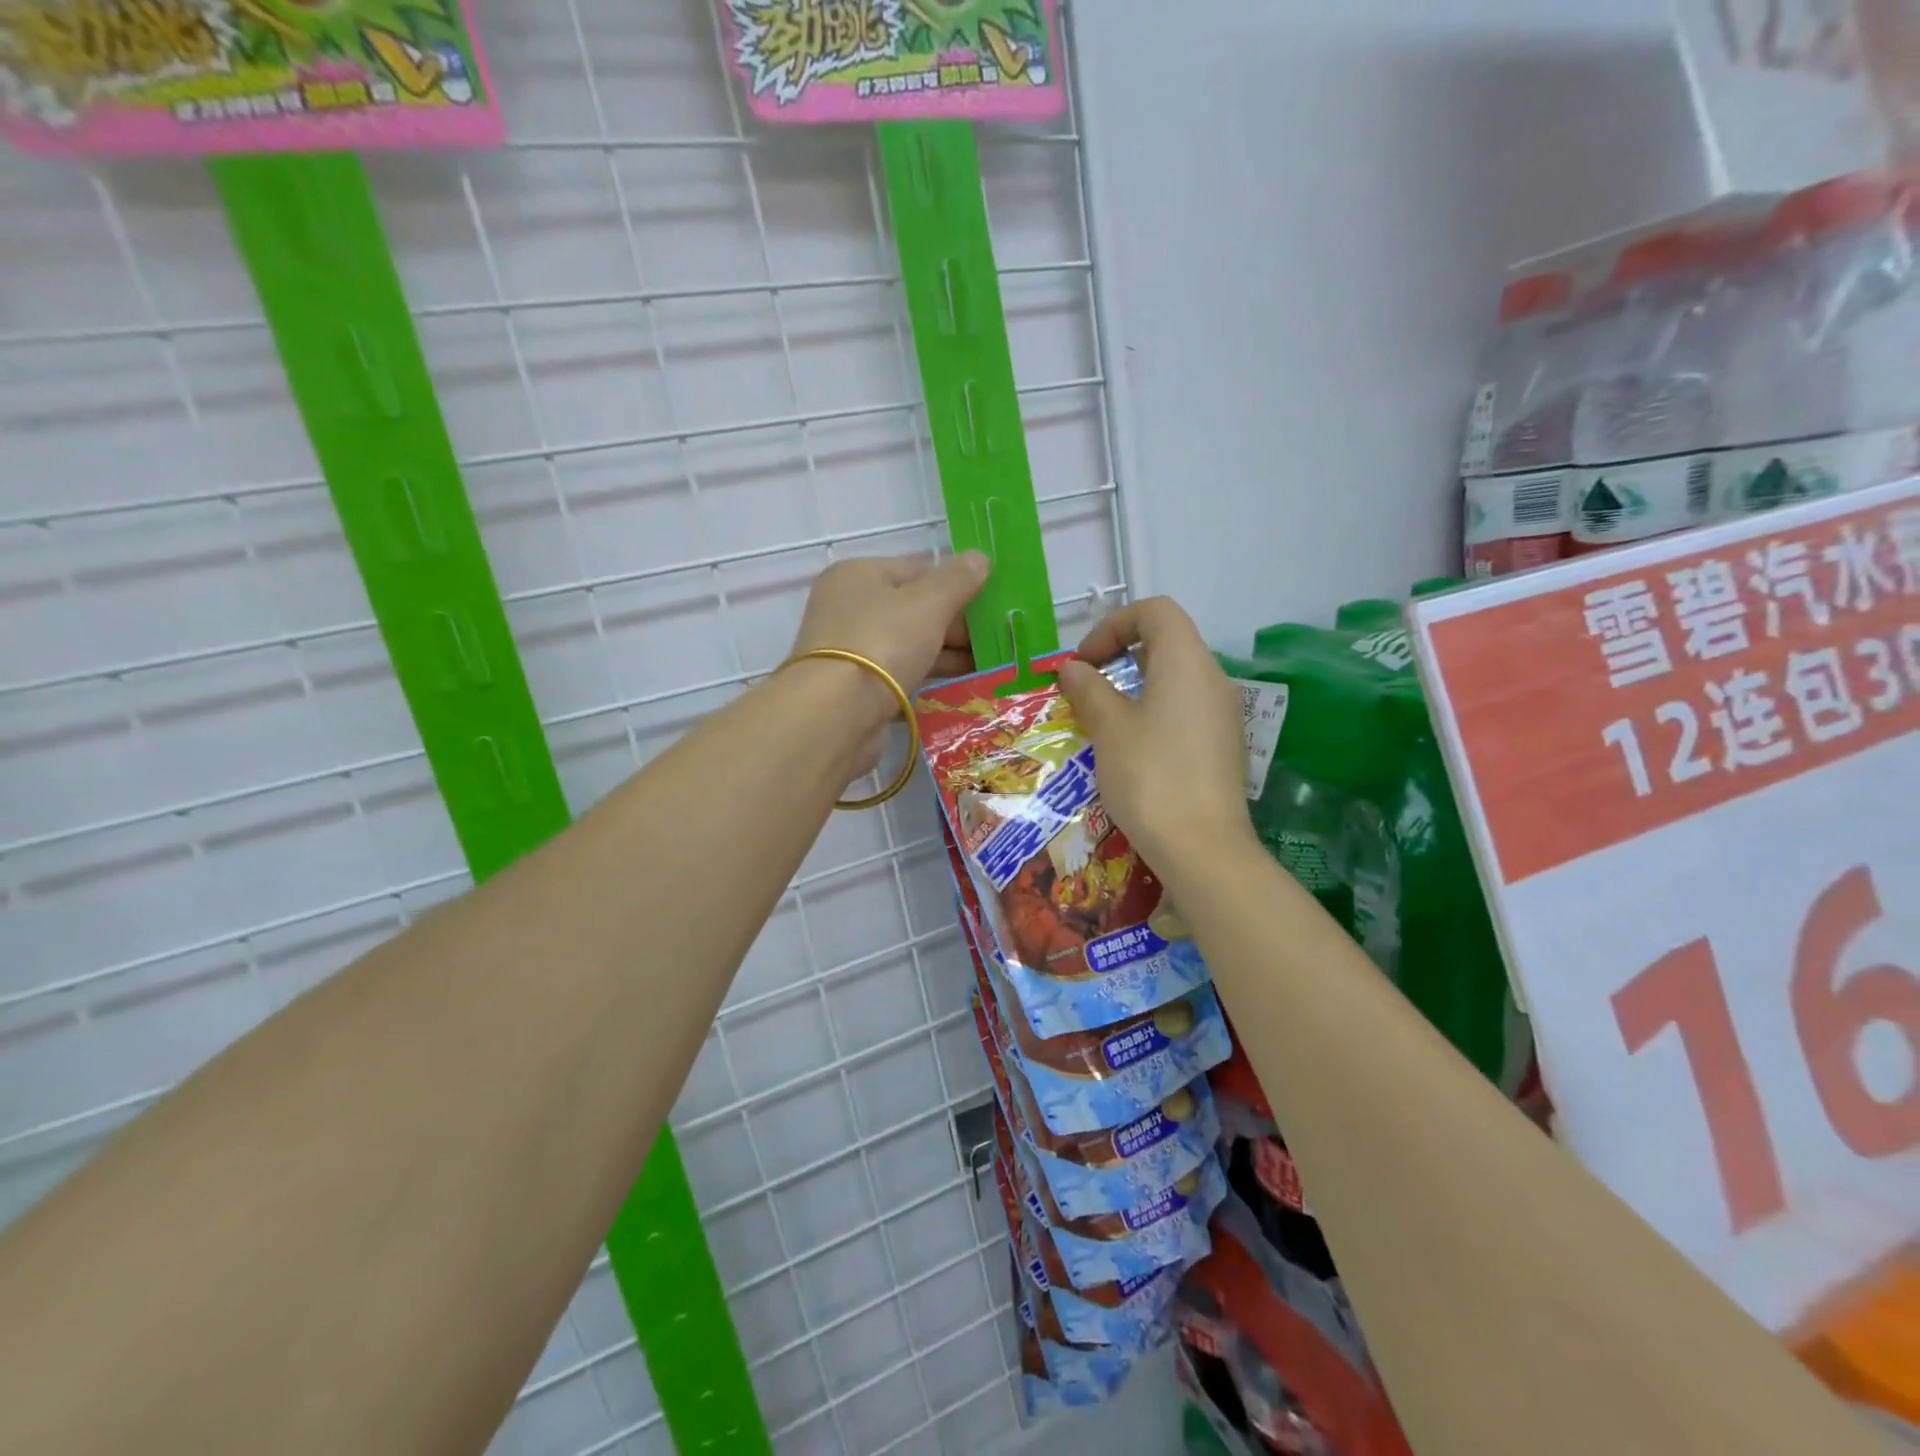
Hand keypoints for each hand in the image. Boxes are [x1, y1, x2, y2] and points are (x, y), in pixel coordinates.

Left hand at [789, 552, 989, 774]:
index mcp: (859, 574)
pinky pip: (900, 673)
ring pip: (908, 643)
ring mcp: (850, 648)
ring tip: (987, 665)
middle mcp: (849, 606)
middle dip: (956, 625)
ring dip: (947, 653)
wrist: (836, 713)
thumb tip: (980, 558)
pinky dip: (927, 675)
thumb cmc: (882, 642)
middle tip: (995, 641)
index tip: (991, 606)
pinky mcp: (855, 686)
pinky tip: (959, 685)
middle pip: (913, 608)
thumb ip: (957, 580)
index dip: (957, 585)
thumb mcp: (928, 604)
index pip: (918, 569)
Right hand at [1057, 598, 1255, 871]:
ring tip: (1102, 720)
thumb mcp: (1109, 729)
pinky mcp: (1223, 745)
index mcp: (1186, 661)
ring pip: (1175, 678)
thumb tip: (1074, 669)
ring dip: (1134, 686)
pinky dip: (1154, 711)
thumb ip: (1089, 689)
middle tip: (1087, 688)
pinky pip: (1185, 708)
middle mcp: (1212, 678)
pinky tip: (1132, 748)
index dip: (1113, 625)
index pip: (1155, 611)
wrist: (1203, 848)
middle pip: (1167, 641)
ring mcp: (1223, 713)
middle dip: (1120, 655)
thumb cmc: (1150, 776)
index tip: (1085, 662)